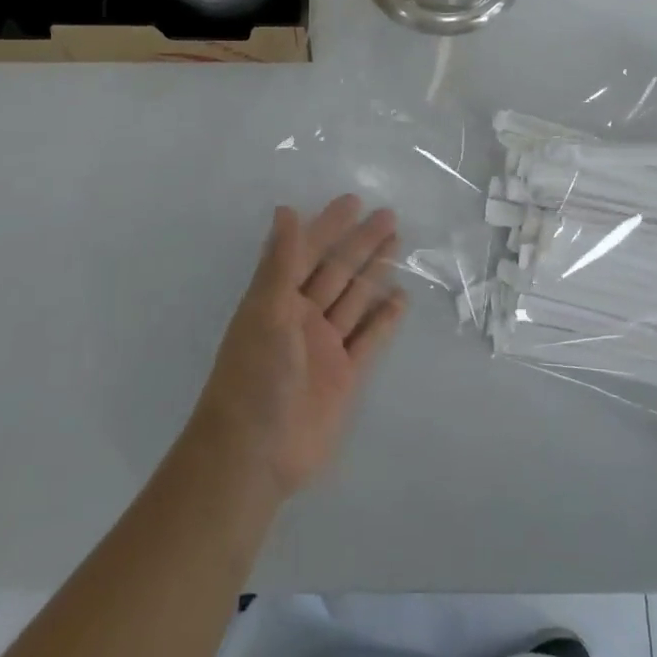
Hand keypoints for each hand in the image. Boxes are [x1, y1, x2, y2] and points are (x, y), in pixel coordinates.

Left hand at [190, 196, 408, 498]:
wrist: (254, 456)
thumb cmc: (255, 376)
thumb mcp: (266, 311)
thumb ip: (280, 262)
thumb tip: (285, 210)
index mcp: (278, 300)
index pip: (308, 252)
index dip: (329, 226)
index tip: (353, 201)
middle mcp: (302, 317)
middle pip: (337, 270)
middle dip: (361, 243)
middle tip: (390, 215)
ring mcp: (325, 347)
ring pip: (356, 299)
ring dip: (375, 271)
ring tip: (399, 244)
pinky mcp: (345, 376)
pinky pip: (370, 338)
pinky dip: (385, 318)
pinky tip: (401, 298)